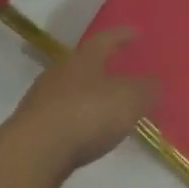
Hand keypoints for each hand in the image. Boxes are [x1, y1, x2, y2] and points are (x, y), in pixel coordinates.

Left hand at [6, 29, 158, 180]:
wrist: (33, 154)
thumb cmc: (87, 114)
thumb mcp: (130, 99)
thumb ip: (147, 90)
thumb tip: (156, 84)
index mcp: (85, 58)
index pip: (108, 39)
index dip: (124, 35)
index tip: (137, 33)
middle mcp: (61, 72)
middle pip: (86, 63)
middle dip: (104, 66)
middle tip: (122, 70)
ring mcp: (43, 100)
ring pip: (71, 90)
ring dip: (89, 95)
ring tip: (107, 106)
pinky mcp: (33, 129)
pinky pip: (62, 116)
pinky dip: (77, 120)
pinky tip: (87, 132)